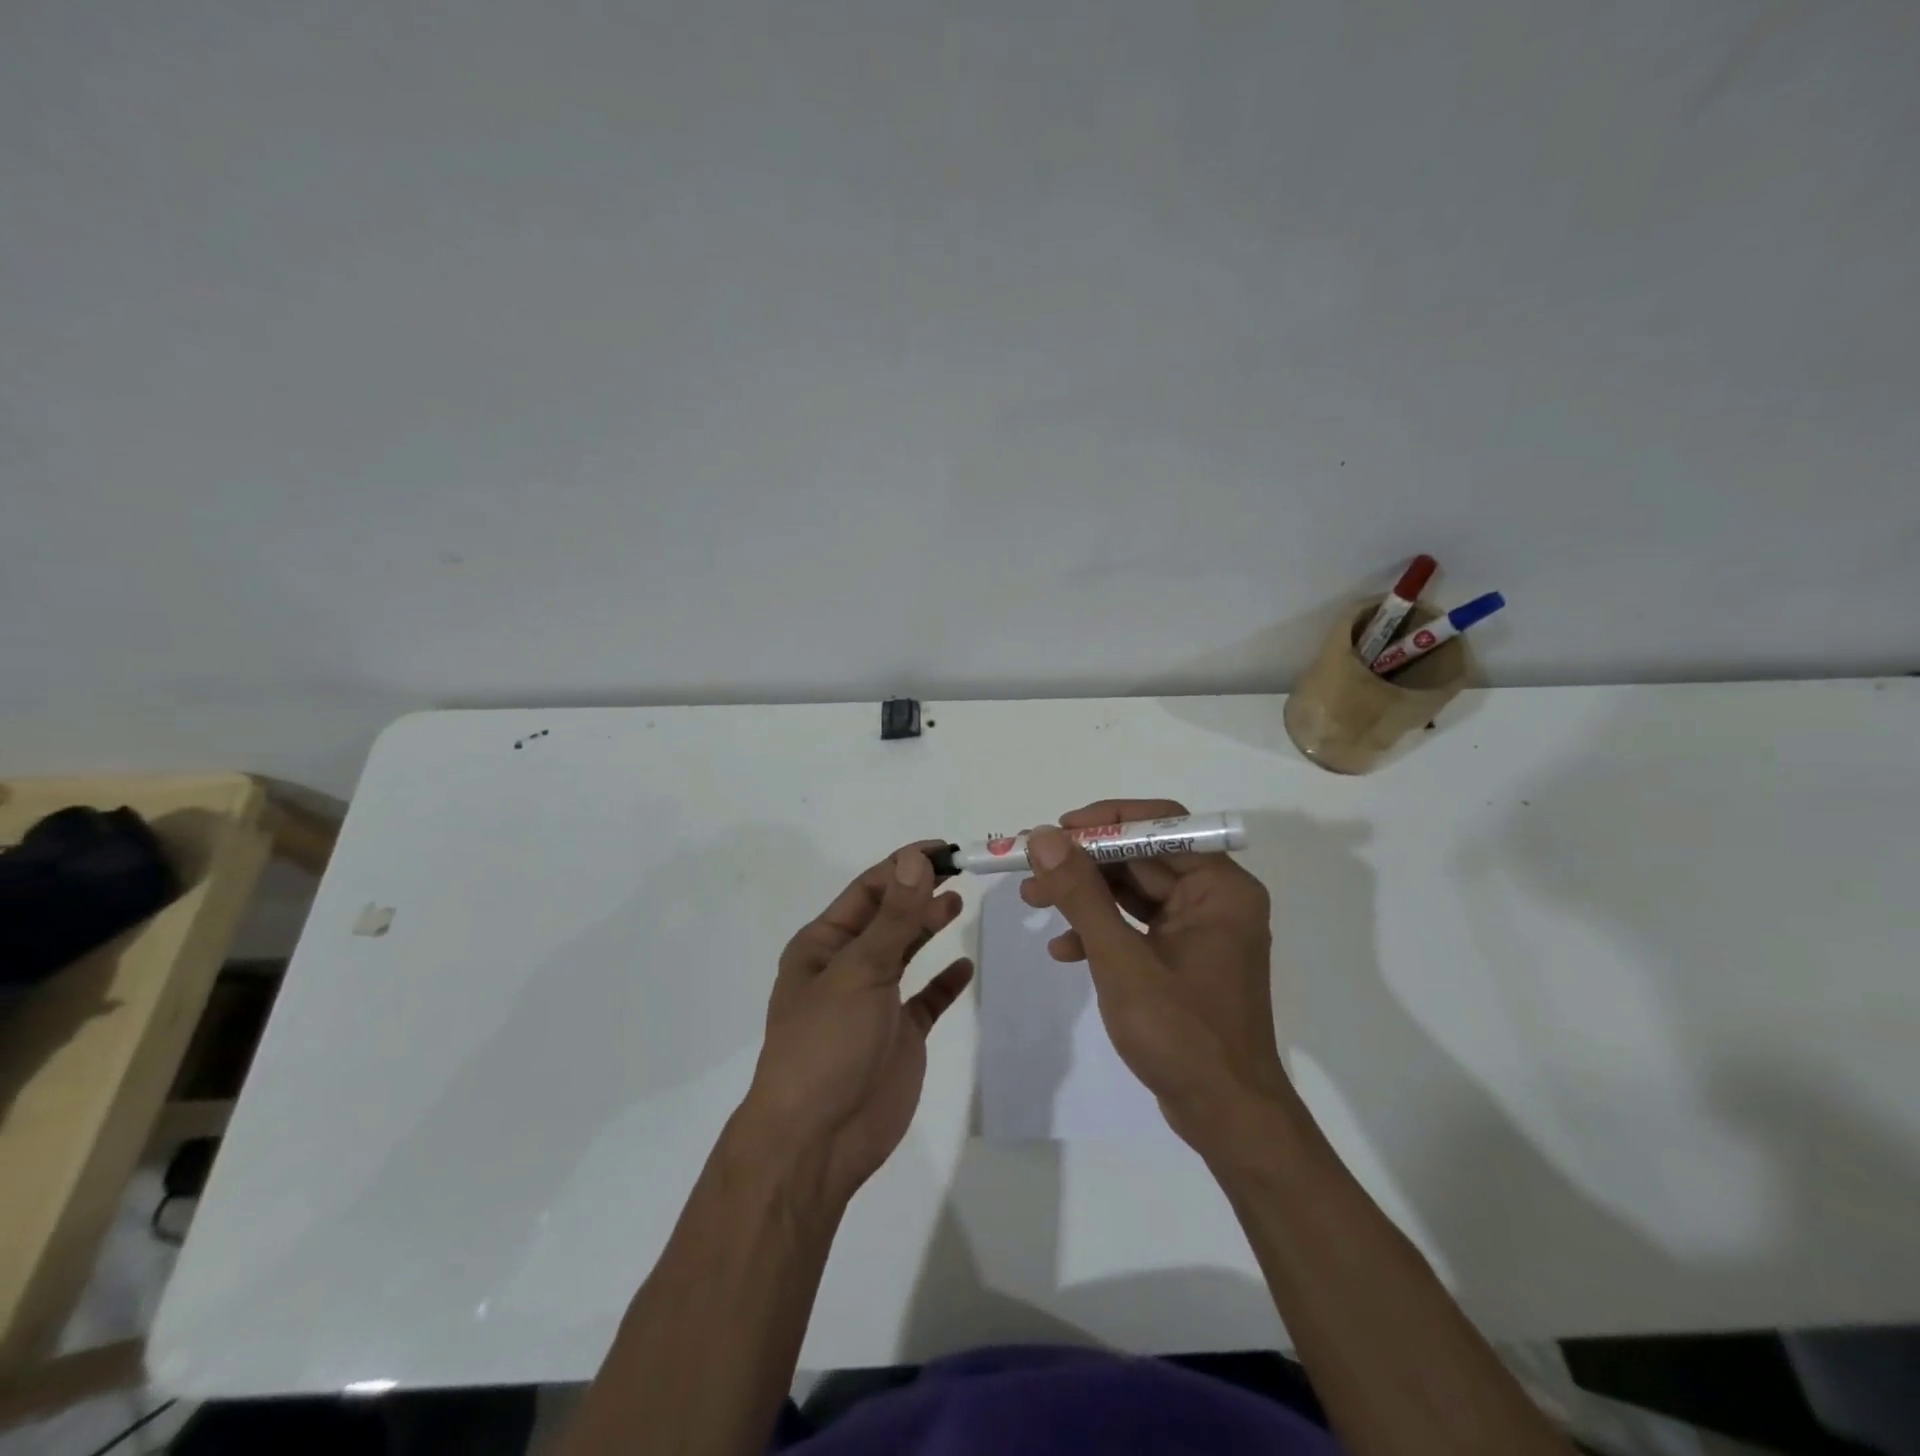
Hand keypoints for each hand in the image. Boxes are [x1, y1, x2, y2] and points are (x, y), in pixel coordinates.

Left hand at [743, 845, 973, 1205]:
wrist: (818, 1142)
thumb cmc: (826, 1044)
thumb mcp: (859, 971)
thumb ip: (894, 918)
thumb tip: (917, 859)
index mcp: (823, 945)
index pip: (868, 890)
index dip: (903, 866)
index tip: (944, 849)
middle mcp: (846, 967)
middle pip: (889, 917)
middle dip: (919, 892)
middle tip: (962, 871)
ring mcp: (874, 1002)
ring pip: (906, 952)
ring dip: (928, 926)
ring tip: (958, 903)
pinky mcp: (898, 1035)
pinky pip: (926, 1000)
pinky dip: (944, 983)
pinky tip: (963, 967)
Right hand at [1022, 799, 1282, 1151]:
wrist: (1226, 1117)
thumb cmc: (1181, 1034)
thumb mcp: (1121, 959)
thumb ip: (1081, 894)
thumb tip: (1044, 838)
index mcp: (1219, 887)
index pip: (1161, 824)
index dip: (1104, 821)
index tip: (1056, 830)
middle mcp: (1215, 898)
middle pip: (1142, 857)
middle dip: (1083, 863)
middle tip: (1029, 867)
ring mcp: (1200, 930)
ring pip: (1134, 891)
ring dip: (1084, 896)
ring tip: (1032, 902)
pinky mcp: (1184, 957)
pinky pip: (1137, 926)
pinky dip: (1101, 931)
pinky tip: (1064, 951)